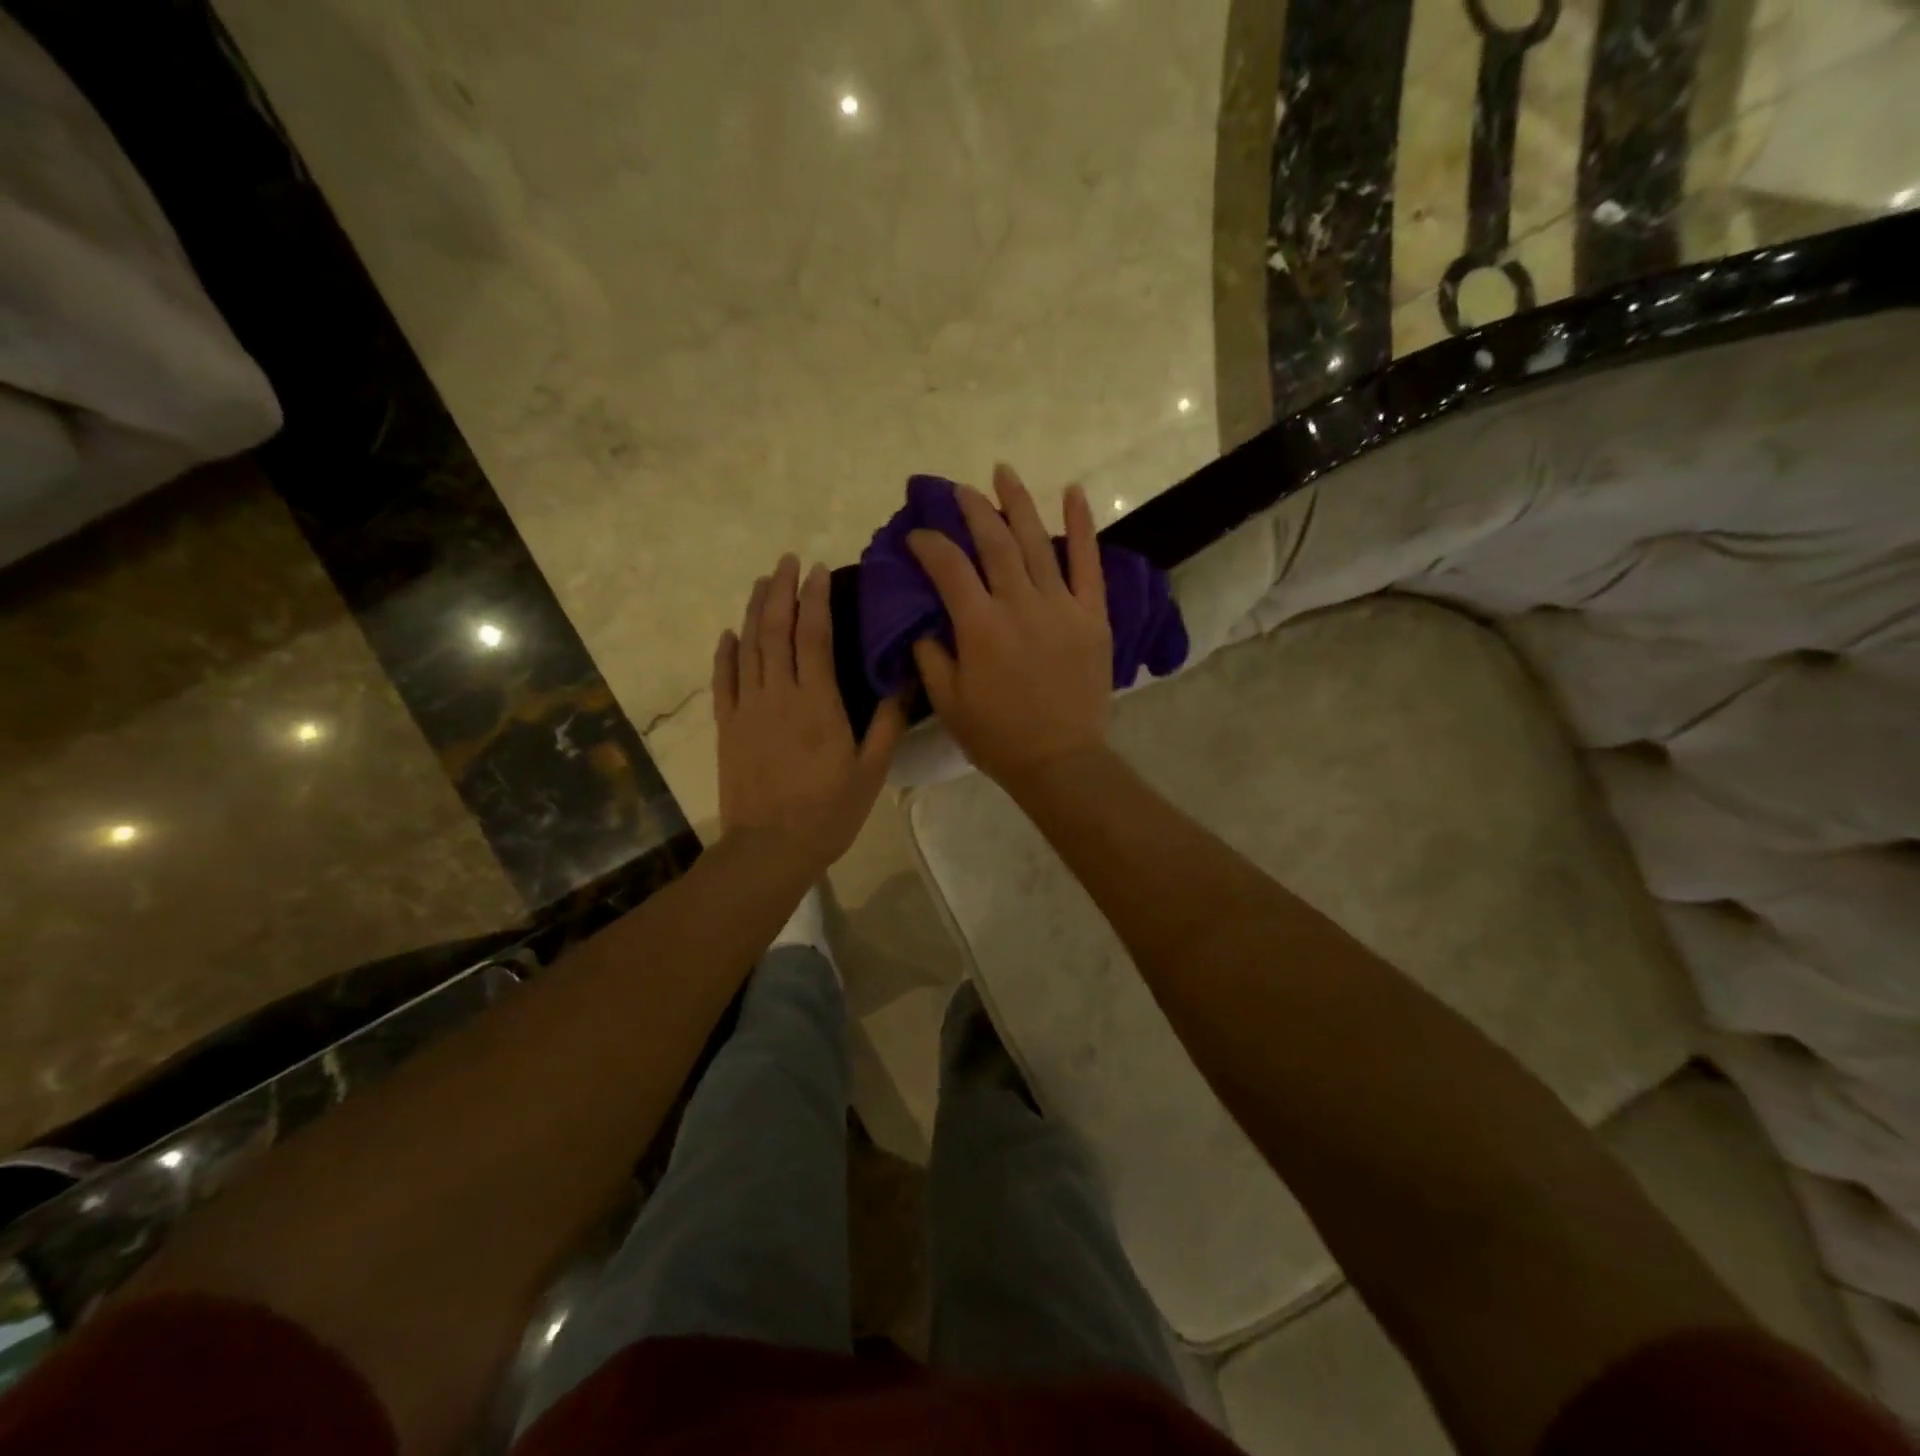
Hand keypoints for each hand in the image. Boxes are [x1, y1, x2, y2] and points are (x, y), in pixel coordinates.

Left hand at [715, 555, 905, 868]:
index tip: (818, 569)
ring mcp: (746, 708)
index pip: (814, 636)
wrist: (769, 848)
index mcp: (817, 702)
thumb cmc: (828, 812)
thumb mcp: (871, 771)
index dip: (816, 598)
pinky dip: (725, 652)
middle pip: (775, 630)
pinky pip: (723, 680)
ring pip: (748, 647)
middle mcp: (778, 694)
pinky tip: (729, 633)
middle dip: (781, 590)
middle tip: (787, 560)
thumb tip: (903, 681)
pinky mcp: (726, 726)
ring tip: (762, 581)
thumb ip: (886, 723)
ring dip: (754, 610)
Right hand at [907, 464, 1112, 787]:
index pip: (948, 568)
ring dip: (1018, 503)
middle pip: (994, 542)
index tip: (917, 536)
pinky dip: (1081, 525)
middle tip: (959, 491)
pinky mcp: (1091, 615)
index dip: (929, 544)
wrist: (1059, 760)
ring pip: (1036, 542)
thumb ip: (931, 656)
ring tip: (1003, 473)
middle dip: (973, 510)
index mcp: (979, 627)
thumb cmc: (997, 736)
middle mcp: (1019, 604)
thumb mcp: (948, 702)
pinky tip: (1073, 491)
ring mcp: (1060, 606)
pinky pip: (1088, 563)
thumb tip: (924, 622)